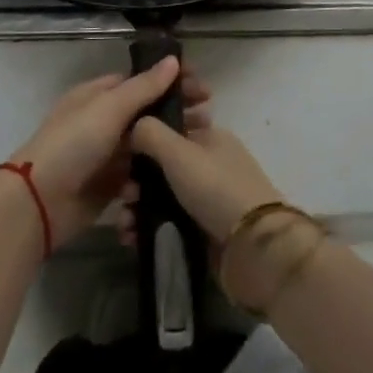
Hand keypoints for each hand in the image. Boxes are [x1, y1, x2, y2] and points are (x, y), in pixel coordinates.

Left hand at [10, 59, 211, 245]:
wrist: (39, 202)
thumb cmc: (73, 144)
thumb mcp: (109, 109)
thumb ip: (143, 87)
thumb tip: (173, 60)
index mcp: (98, 95)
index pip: (141, 80)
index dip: (171, 80)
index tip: (201, 84)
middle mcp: (102, 121)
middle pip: (147, 111)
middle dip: (177, 111)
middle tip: (209, 116)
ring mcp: (106, 154)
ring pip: (146, 143)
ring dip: (171, 142)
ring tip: (201, 144)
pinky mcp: (110, 184)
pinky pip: (139, 174)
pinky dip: (156, 172)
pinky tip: (178, 173)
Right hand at [124, 110, 280, 241]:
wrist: (253, 246)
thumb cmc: (215, 188)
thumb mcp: (179, 152)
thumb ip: (151, 133)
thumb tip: (133, 125)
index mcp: (209, 137)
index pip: (169, 128)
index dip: (142, 140)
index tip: (120, 156)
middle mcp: (209, 163)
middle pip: (162, 165)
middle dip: (136, 180)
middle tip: (123, 196)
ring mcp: (208, 197)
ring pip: (162, 195)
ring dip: (138, 207)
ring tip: (124, 224)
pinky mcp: (204, 228)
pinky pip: (168, 222)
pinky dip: (149, 228)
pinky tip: (132, 238)